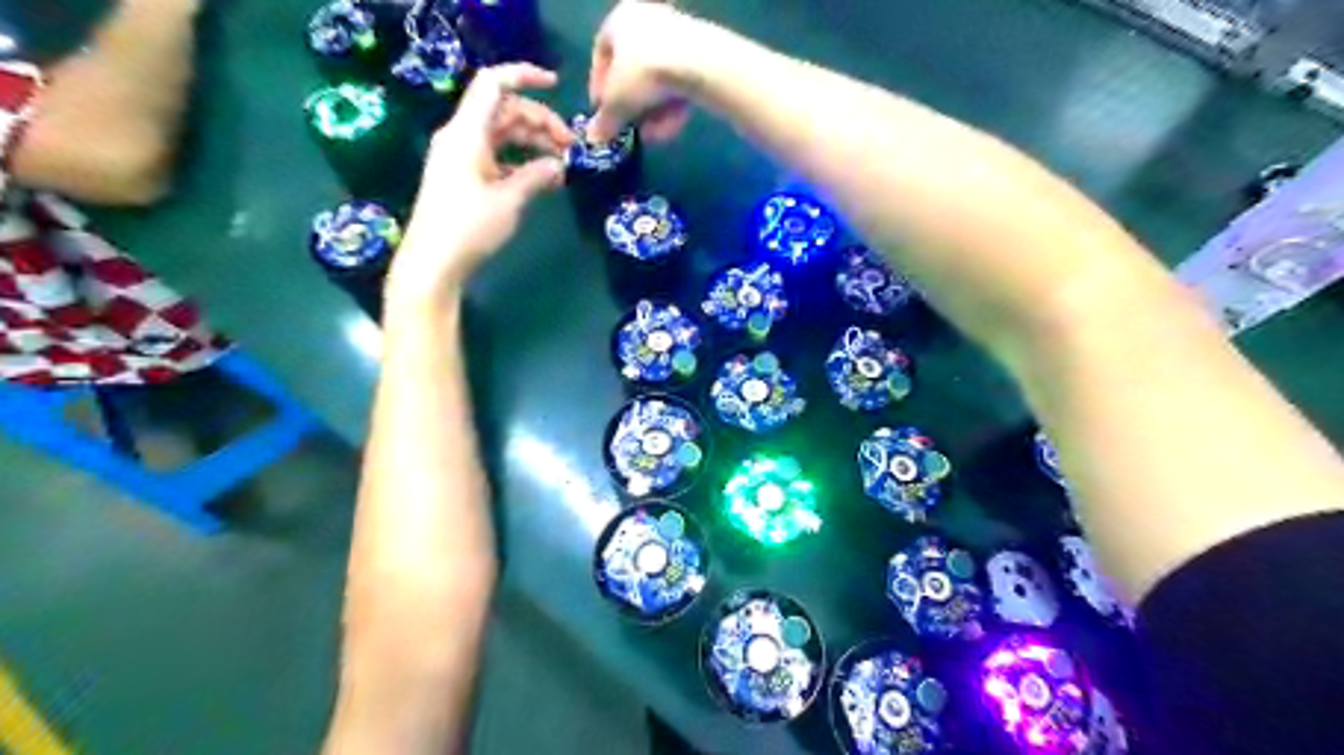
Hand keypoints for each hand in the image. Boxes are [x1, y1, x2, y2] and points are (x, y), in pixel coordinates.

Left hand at [393, 66, 573, 305]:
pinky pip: (496, 154)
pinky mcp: (464, 176)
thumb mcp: (509, 200)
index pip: (494, 85)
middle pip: (504, 110)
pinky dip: (519, 159)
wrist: (433, 262)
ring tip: (561, 164)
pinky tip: (540, 177)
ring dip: (532, 141)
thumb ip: (536, 176)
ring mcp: (461, 156)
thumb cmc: (469, 228)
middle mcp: (461, 137)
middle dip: (539, 121)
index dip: (524, 76)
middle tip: (570, 146)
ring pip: (502, 133)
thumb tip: (558, 165)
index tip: (556, 84)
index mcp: (466, 133)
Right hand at [590, 0, 702, 142]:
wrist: (698, 64)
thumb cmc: (643, 73)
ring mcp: (678, 36)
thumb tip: (595, 138)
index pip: (602, 51)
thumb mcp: (616, 103)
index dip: (599, 83)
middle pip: (633, 70)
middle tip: (629, 127)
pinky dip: (673, 107)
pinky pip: (680, 84)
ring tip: (652, 135)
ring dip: (653, 113)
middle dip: (631, 105)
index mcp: (621, 18)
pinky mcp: (701, 56)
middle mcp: (649, 19)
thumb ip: (605, 121)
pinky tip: (671, 130)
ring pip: (658, 82)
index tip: (602, 110)